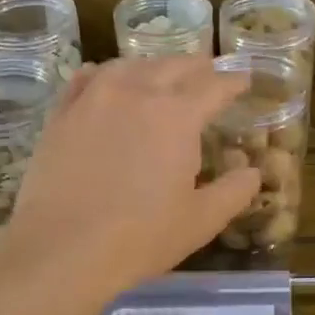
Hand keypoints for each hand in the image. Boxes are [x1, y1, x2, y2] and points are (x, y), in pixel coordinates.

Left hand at [5, 57, 259, 297]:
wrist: (62, 248)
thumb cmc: (141, 237)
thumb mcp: (201, 221)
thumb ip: (234, 192)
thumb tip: (253, 172)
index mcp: (178, 115)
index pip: (214, 86)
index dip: (233, 82)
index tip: (244, 80)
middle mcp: (136, 92)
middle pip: (173, 66)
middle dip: (197, 67)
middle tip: (208, 71)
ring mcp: (93, 98)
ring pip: (129, 66)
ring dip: (153, 67)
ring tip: (162, 75)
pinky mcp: (61, 114)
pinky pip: (87, 79)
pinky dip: (105, 73)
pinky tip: (106, 78)